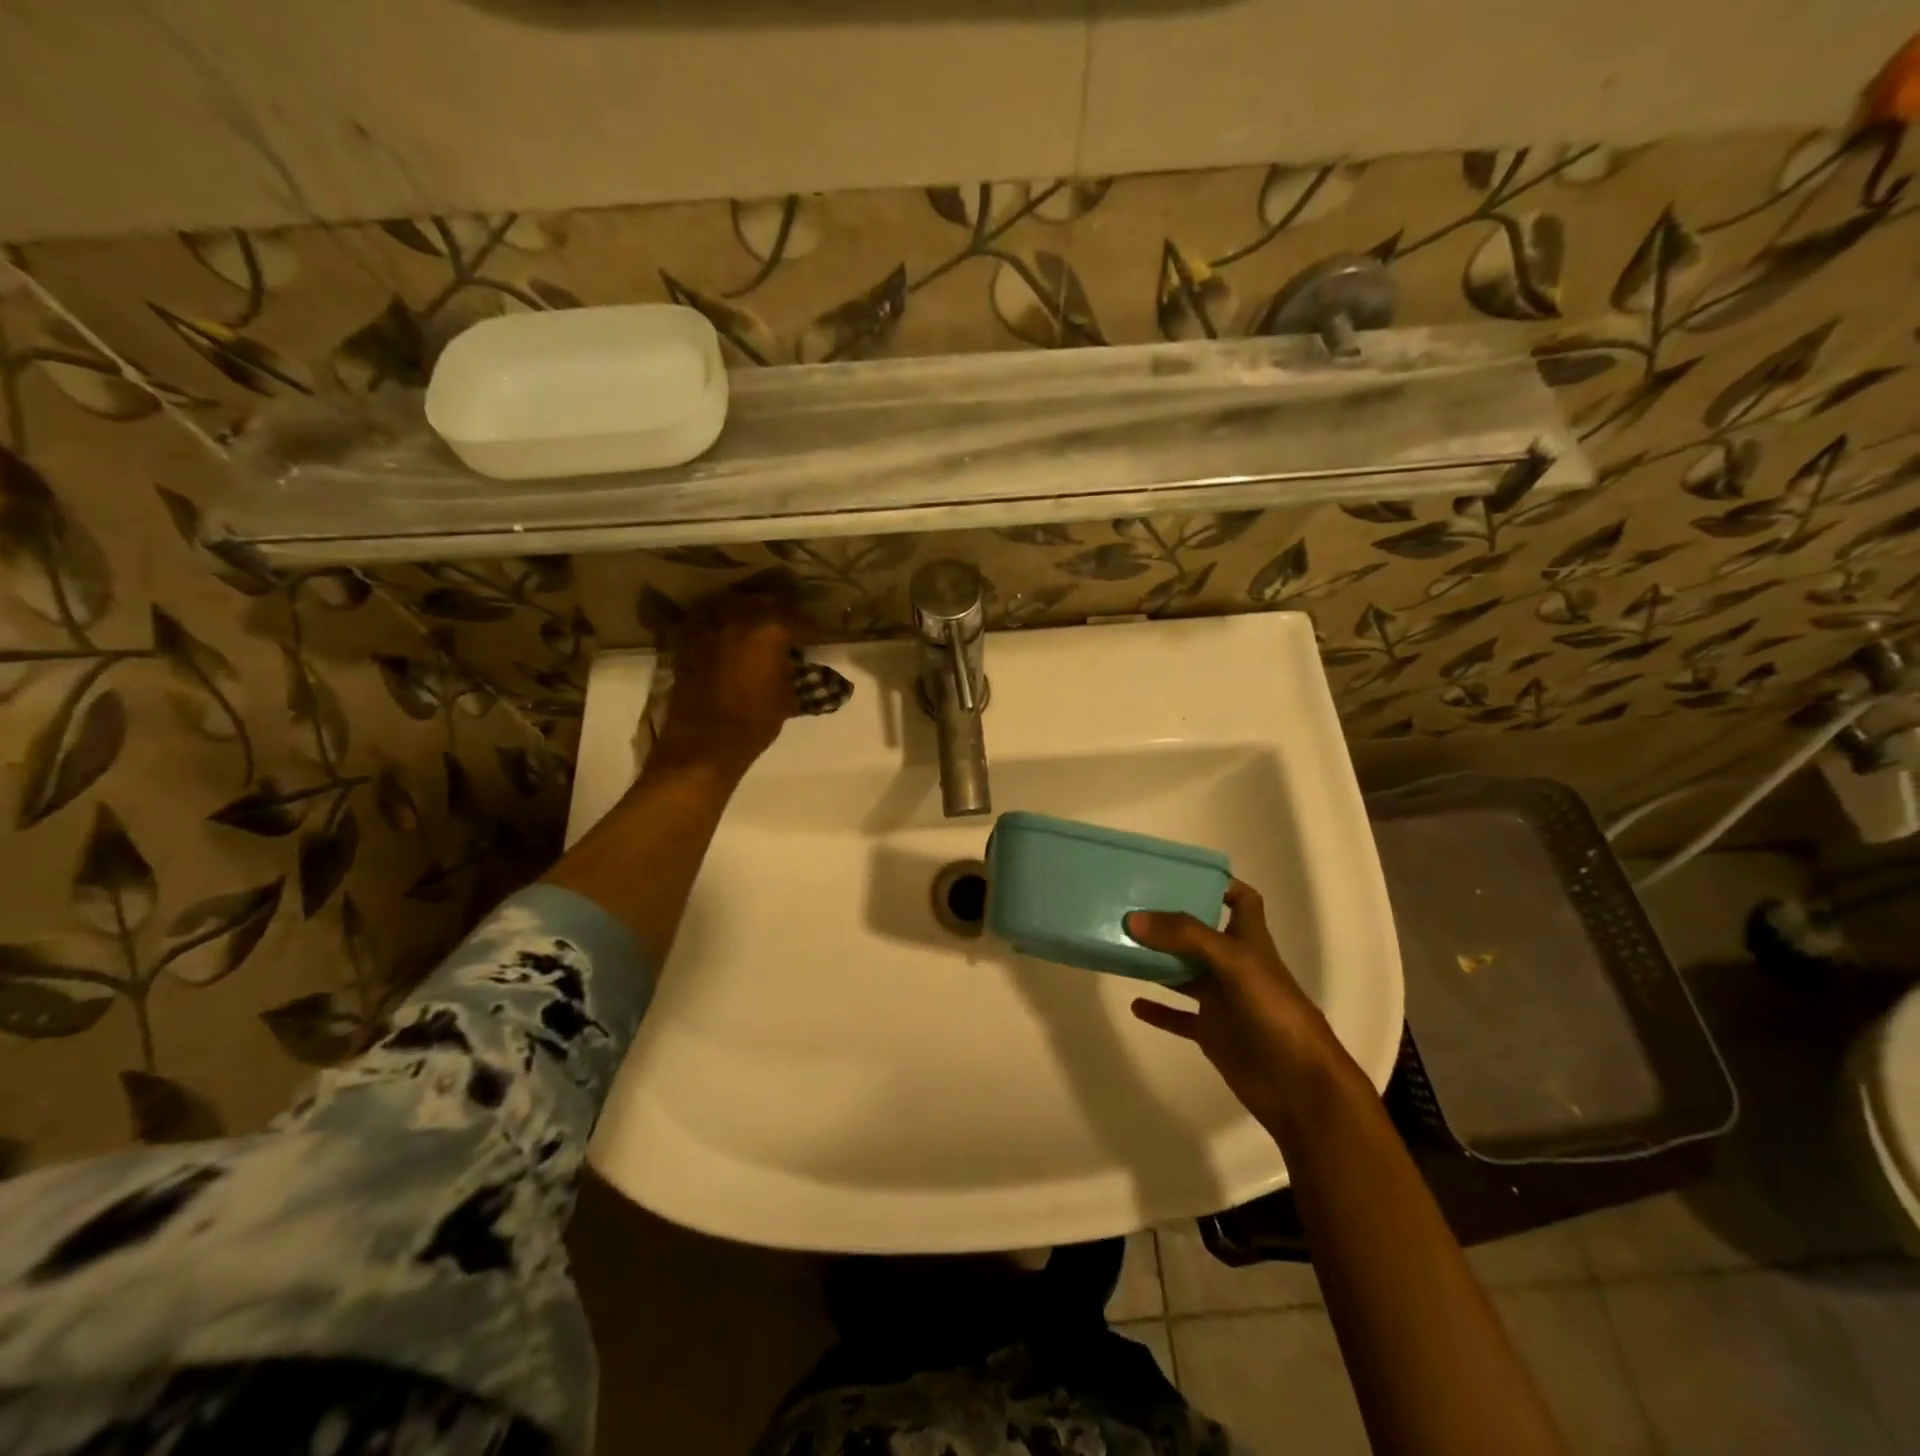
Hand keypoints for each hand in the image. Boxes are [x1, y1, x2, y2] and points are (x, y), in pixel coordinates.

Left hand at [649, 592, 805, 781]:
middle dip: (780, 612)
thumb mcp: (787, 695)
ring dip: (748, 610)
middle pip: (764, 602)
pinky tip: (729, 633)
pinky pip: (708, 618)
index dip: (811, 628)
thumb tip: (791, 659)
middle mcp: (739, 617)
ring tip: (757, 624)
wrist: (705, 742)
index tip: (817, 636)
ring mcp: (710, 625)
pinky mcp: (688, 639)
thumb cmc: (754, 721)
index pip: (799, 619)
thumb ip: (791, 668)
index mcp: (770, 630)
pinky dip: (721, 621)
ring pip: (733, 602)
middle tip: (789, 627)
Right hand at [1125, 881, 1348, 1127]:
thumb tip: (1133, 919)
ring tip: (1121, 945)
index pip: (1241, 900)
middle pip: (1200, 933)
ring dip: (1157, 961)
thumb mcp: (1233, 962)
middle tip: (1130, 905)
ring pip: (1184, 972)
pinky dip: (1158, 1009)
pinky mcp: (1212, 1032)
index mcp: (1249, 940)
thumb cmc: (1274, 1012)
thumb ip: (1185, 937)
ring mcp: (1222, 999)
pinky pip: (1179, 1016)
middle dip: (1170, 920)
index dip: (1218, 884)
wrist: (1299, 1087)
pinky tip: (1134, 1003)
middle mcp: (1234, 965)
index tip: (1179, 874)